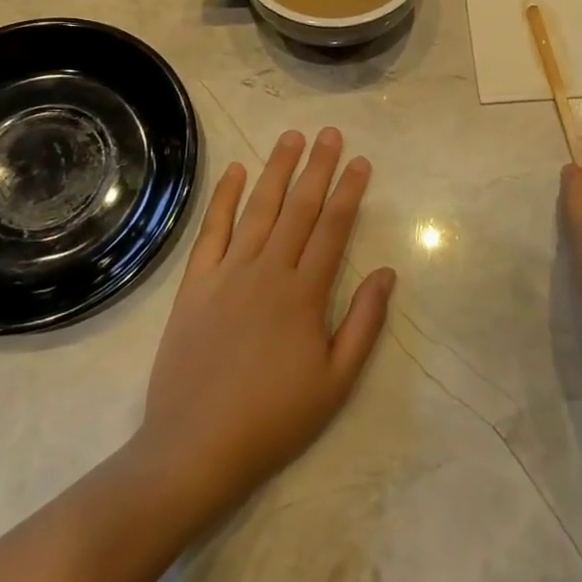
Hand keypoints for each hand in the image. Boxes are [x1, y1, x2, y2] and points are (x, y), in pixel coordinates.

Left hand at [138, 128, 395, 514]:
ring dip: (277, 170)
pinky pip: (212, 230)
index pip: (333, 228)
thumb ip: (364, 323)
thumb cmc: (273, 419)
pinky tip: (235, 170)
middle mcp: (268, 271)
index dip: (349, 191)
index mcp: (304, 294)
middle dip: (317, 167)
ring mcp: (228, 273)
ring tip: (291, 137)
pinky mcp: (195, 284)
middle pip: (299, 207)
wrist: (195, 448)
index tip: (360, 162)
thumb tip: (387, 273)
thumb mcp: (336, 383)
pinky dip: (223, 197)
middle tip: (330, 133)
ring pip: (259, 209)